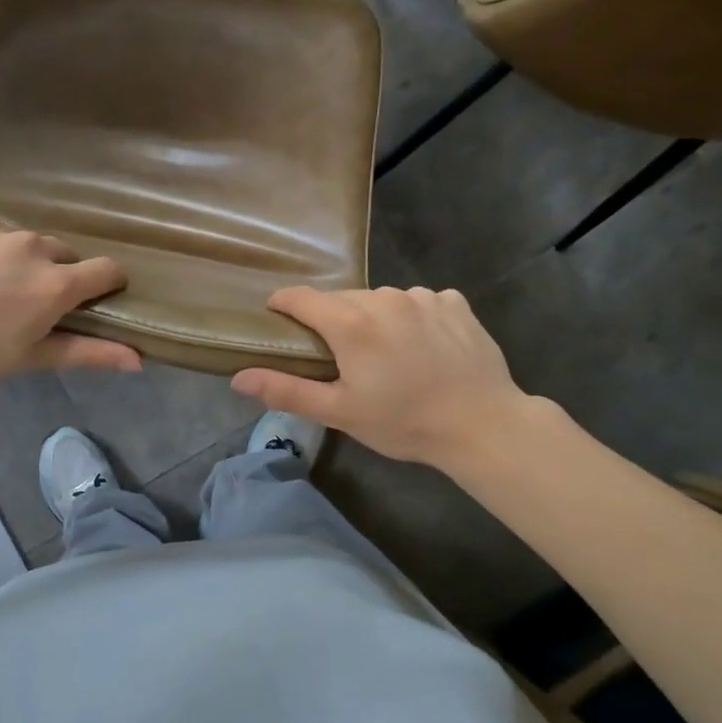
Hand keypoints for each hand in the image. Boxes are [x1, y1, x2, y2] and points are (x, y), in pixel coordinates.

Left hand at [0, 202, 140, 391]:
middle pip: (58, 253)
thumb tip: (140, 360)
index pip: (106, 269)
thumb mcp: (30, 358)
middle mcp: (30, 244)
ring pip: (16, 236)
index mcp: (54, 283)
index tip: (93, 295)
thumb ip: (88, 353)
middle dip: (49, 273)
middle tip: (18, 300)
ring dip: (9, 256)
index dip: (105, 283)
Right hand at [232, 286, 537, 467]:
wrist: (484, 425)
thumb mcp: (339, 413)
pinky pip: (419, 301)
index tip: (277, 317)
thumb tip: (237, 377)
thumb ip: (286, 390)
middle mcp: (384, 298)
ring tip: (386, 354)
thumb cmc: (404, 422)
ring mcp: (423, 296)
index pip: (301, 297)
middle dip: (331, 319)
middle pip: (342, 298)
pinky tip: (424, 346)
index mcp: (351, 323)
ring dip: (373, 318)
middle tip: (338, 355)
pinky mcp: (454, 303)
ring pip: (381, 299)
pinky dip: (412, 317)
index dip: (283, 304)